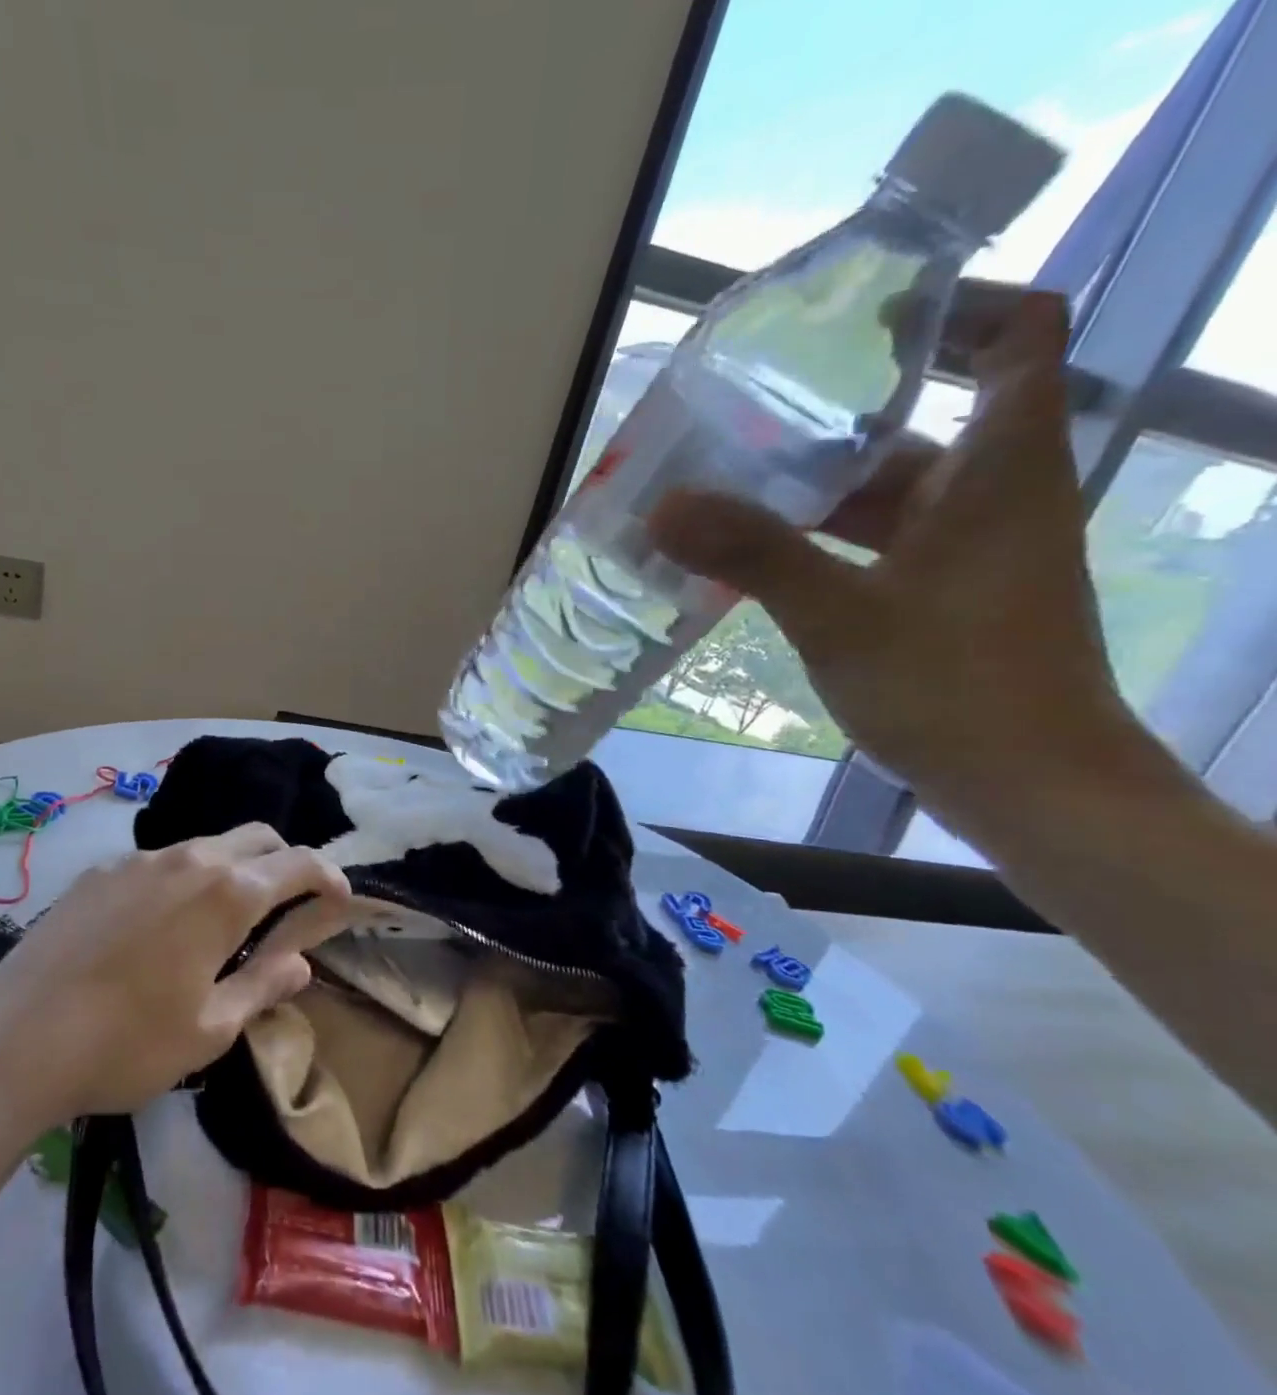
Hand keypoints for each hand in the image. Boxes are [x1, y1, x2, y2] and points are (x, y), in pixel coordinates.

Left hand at [0, 824, 352, 1120]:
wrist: (15, 1041)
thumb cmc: (128, 1044)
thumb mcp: (211, 1029)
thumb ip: (264, 986)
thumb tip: (301, 963)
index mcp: (227, 894)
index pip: (299, 863)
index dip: (328, 876)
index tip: (338, 899)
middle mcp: (188, 859)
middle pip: (257, 837)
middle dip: (285, 862)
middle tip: (287, 906)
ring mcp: (137, 860)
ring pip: (206, 845)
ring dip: (232, 869)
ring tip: (222, 920)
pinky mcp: (98, 872)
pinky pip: (159, 861)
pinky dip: (184, 878)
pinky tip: (160, 925)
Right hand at [648, 289, 1140, 819]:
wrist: (1029, 786)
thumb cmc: (953, 685)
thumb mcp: (840, 615)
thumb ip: (753, 554)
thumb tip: (664, 505)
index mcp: (1000, 467)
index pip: (1015, 336)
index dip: (951, 309)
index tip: (857, 321)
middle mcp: (992, 494)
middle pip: (917, 423)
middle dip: (829, 421)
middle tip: (740, 424)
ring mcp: (967, 550)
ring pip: (887, 494)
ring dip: (811, 493)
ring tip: (724, 494)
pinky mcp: (943, 595)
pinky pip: (875, 545)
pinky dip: (819, 544)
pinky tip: (754, 562)